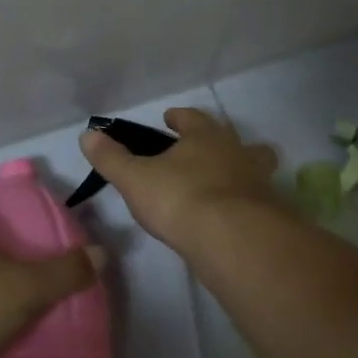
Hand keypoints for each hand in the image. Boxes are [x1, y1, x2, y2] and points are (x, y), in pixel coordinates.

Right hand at [79, 107, 280, 252]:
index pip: (191, 118)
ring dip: (239, 172)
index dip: (179, 118)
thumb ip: (111, 158)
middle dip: (218, 143)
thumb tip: (88, 135)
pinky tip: (231, 218)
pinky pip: (257, 202)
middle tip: (203, 152)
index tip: (170, 118)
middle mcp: (236, 152)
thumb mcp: (134, 179)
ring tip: (222, 186)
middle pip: (231, 139)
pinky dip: (245, 205)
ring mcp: (258, 182)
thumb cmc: (180, 198)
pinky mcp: (269, 214)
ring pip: (253, 168)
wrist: (234, 239)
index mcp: (205, 136)